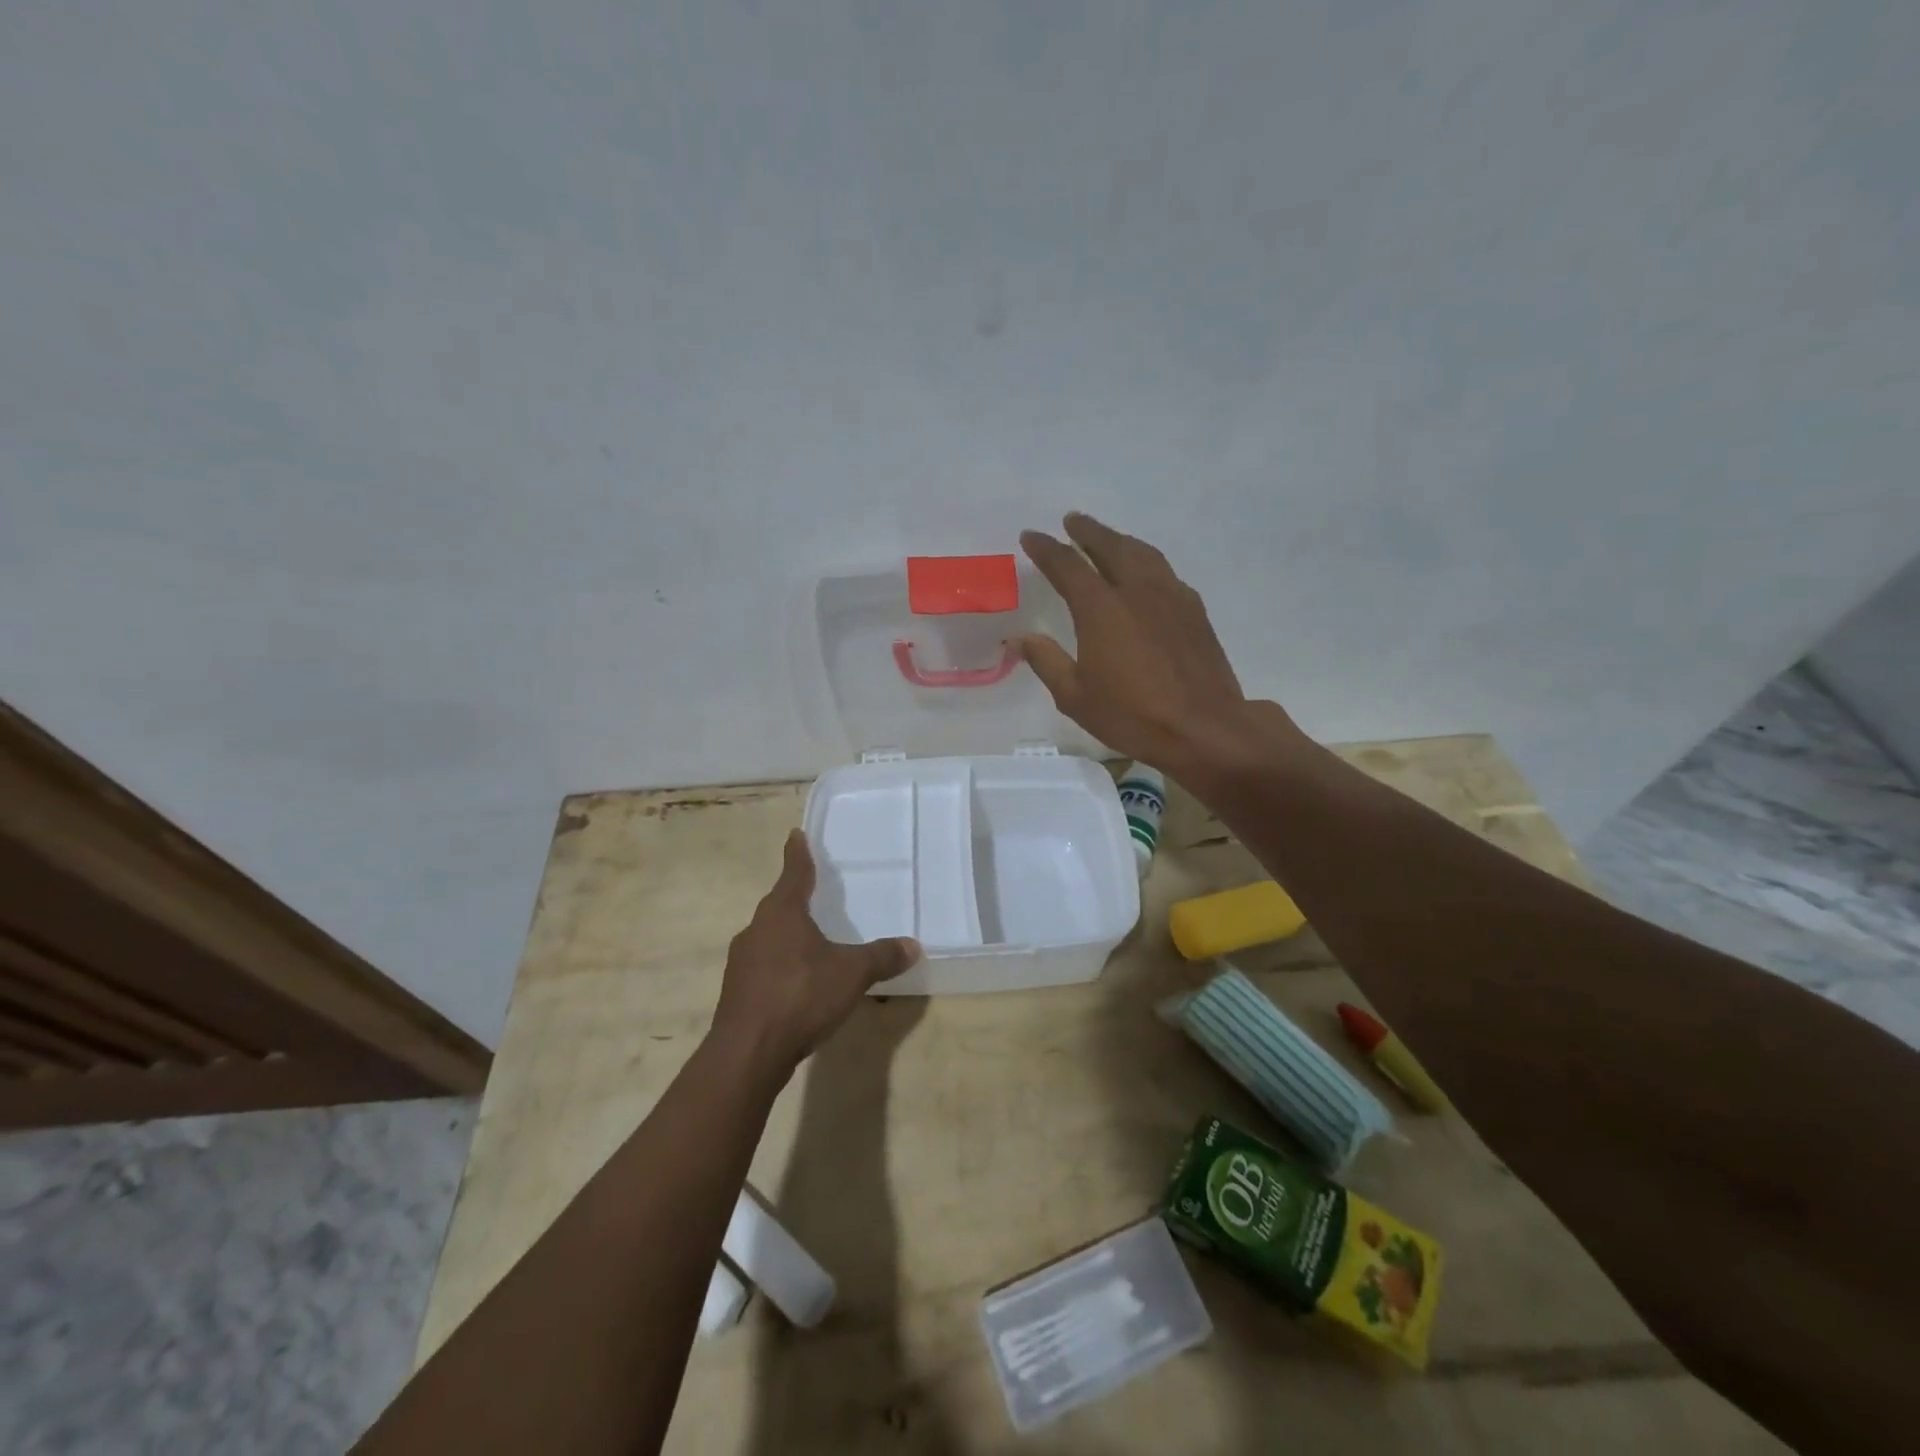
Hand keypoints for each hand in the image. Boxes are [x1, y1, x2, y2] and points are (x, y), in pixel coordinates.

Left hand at [710, 830, 920, 1075]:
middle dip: (795, 898)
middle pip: (778, 905)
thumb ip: (882, 957)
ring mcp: (742, 962)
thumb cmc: (801, 996)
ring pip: (769, 937)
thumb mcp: (852, 973)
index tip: (795, 834)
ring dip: (788, 935)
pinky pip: (764, 966)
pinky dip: (781, 966)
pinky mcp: (738, 992)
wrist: (748, 1052)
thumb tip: (914, 946)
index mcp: (782, 913)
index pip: (794, 873)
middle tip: (814, 892)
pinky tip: (797, 983)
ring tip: (811, 941)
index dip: (797, 853)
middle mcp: (757, 929)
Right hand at [1018, 513, 1308, 777]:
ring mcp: (1171, 597)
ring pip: (1143, 553)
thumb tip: (1021, 638)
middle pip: (1110, 546)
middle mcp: (1136, 591)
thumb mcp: (1075, 697)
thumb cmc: (1132, 715)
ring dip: (1120, 540)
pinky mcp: (1194, 611)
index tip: (1030, 536)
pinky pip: (1165, 572)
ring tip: (1108, 538)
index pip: (1067, 565)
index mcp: (1101, 608)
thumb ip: (1046, 661)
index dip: (1046, 549)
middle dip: (1087, 531)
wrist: (1203, 728)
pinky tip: (1146, 574)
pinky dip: (1147, 562)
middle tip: (1072, 521)